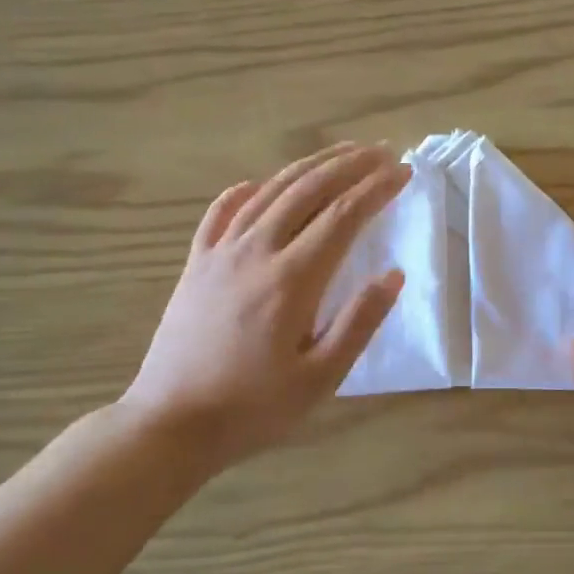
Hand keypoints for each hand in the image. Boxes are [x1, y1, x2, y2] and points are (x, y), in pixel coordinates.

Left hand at [121, 143, 408, 475]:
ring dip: (308, 167)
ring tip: (339, 153)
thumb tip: (393, 275)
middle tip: (380, 150)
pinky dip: (245, 191)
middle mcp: (256, 252)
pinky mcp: (196, 264)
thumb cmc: (254, 408)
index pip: (343, 216)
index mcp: (292, 280)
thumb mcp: (321, 379)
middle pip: (308, 190)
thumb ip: (359, 323)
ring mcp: (220, 254)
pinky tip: (258, 182)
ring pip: (269, 192)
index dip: (376, 189)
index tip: (403, 172)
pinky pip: (221, 213)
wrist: (170, 423)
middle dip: (349, 165)